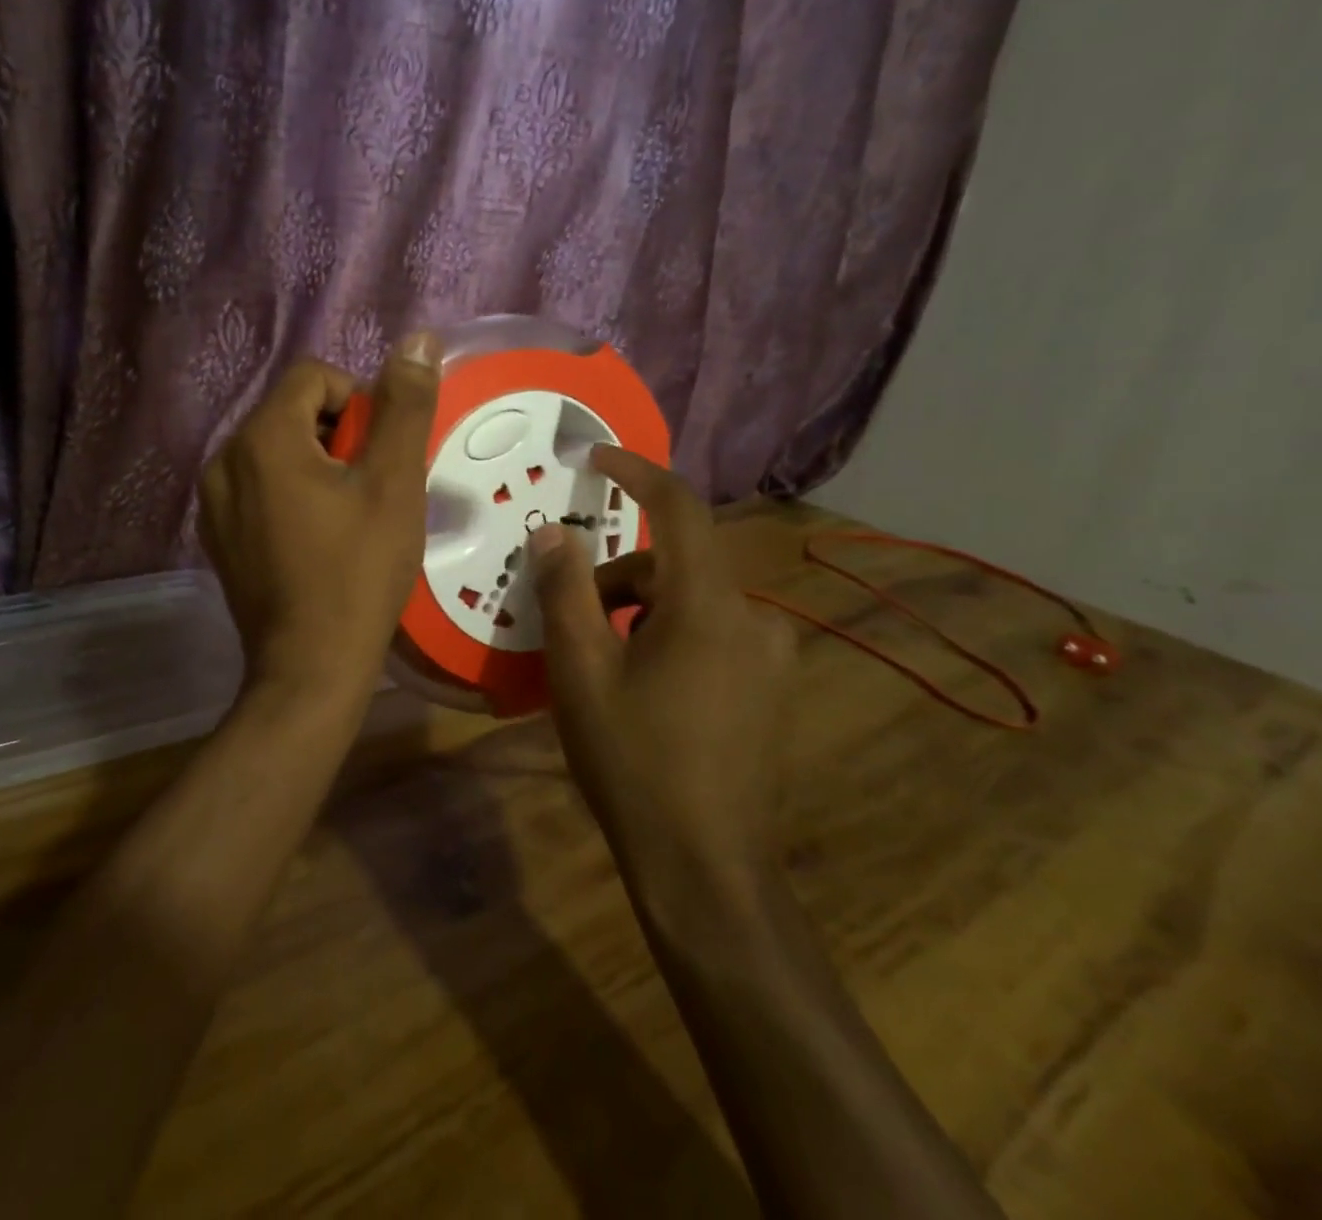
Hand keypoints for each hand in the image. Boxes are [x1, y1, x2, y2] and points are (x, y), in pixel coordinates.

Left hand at [200, 334, 438, 705]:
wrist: (310, 666)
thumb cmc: (358, 571)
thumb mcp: (394, 483)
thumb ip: (405, 406)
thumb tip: (419, 340)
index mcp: (262, 437)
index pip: (313, 376)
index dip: (358, 402)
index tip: (381, 454)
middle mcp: (224, 459)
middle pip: (292, 412)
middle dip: (338, 436)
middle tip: (370, 489)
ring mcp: (213, 502)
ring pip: (275, 451)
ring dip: (316, 466)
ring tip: (347, 517)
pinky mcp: (217, 536)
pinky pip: (259, 488)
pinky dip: (291, 495)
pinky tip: (317, 540)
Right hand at [528, 446, 796, 891]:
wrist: (705, 868)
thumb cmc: (633, 760)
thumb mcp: (581, 670)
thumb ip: (565, 590)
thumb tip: (554, 531)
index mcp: (710, 605)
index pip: (679, 508)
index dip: (636, 472)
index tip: (595, 457)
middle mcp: (754, 618)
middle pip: (675, 564)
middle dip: (617, 577)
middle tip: (570, 621)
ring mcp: (770, 657)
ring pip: (691, 602)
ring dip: (640, 612)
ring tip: (600, 667)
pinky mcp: (771, 688)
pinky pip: (711, 634)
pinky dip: (667, 637)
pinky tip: (642, 690)